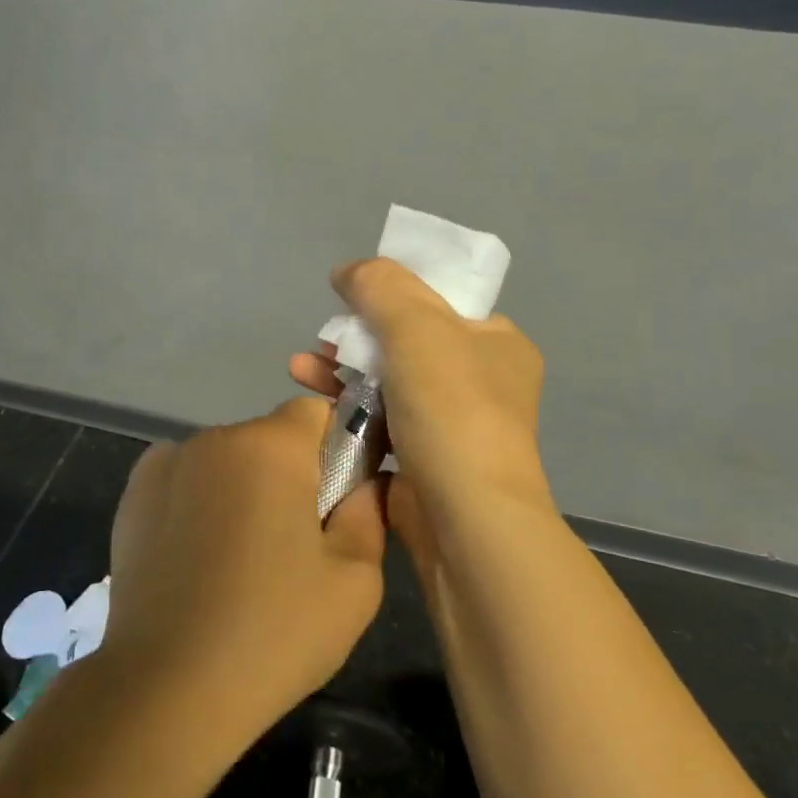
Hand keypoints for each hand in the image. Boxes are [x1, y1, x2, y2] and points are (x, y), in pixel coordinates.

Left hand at [101, 398, 386, 740]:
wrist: (165, 690)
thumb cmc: (273, 633)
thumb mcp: (354, 583)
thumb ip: (370, 514)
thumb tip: (367, 481)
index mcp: (271, 447)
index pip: (316, 412)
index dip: (336, 448)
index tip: (337, 499)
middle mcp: (216, 438)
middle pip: (270, 438)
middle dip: (288, 475)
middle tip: (292, 543)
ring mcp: (166, 462)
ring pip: (227, 460)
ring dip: (242, 489)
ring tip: (238, 561)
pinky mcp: (132, 494)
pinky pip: (186, 479)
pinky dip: (199, 502)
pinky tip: (197, 558)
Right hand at [288, 258, 550, 541]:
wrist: (469, 526)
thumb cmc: (452, 412)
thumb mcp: (417, 326)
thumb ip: (380, 286)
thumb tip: (349, 271)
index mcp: (498, 343)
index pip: (442, 303)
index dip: (394, 293)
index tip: (351, 299)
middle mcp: (483, 384)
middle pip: (408, 344)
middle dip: (357, 338)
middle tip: (321, 342)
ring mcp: (455, 430)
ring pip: (390, 387)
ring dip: (344, 375)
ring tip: (299, 371)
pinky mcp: (427, 468)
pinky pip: (383, 429)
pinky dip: (351, 416)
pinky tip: (316, 410)